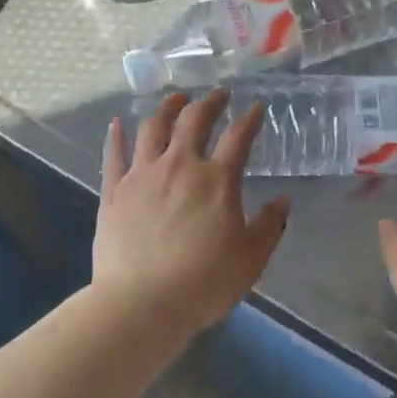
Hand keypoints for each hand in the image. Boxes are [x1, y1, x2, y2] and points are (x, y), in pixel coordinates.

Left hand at [93, 89, 289, 332]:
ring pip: (153, 128)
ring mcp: (142, 175)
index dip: (250, 119)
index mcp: (216, 180)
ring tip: (175, 100)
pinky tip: (117, 123)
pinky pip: (114, 154)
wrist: (141, 303)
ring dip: (167, 108)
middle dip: (209, 102)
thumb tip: (282, 200)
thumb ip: (269, 225)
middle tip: (217, 94)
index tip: (256, 107)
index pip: (238, 137)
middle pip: (194, 120)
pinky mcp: (113, 190)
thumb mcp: (251, 259)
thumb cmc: (203, 283)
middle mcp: (179, 166)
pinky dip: (117, 135)